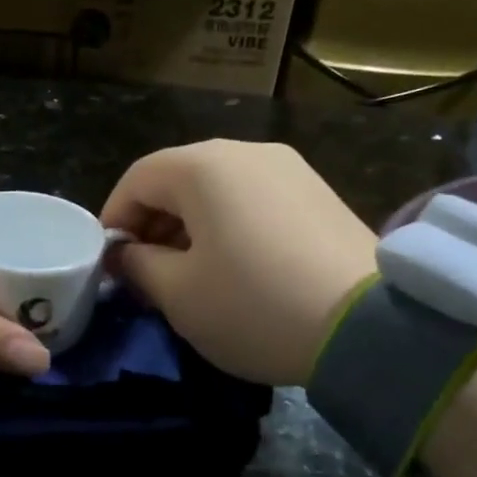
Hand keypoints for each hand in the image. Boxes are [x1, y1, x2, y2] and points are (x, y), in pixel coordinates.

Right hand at [101, 140, 376, 384]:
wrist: (368, 325)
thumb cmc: (254, 305)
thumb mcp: (179, 294)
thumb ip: (138, 266)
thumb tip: (125, 253)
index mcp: (203, 166)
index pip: (138, 178)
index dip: (113, 218)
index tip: (108, 262)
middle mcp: (246, 152)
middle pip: (179, 180)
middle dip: (152, 223)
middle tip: (145, 272)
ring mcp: (289, 168)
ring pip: (219, 190)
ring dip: (190, 226)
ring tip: (188, 274)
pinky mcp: (318, 193)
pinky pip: (255, 200)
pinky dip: (230, 227)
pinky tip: (235, 267)